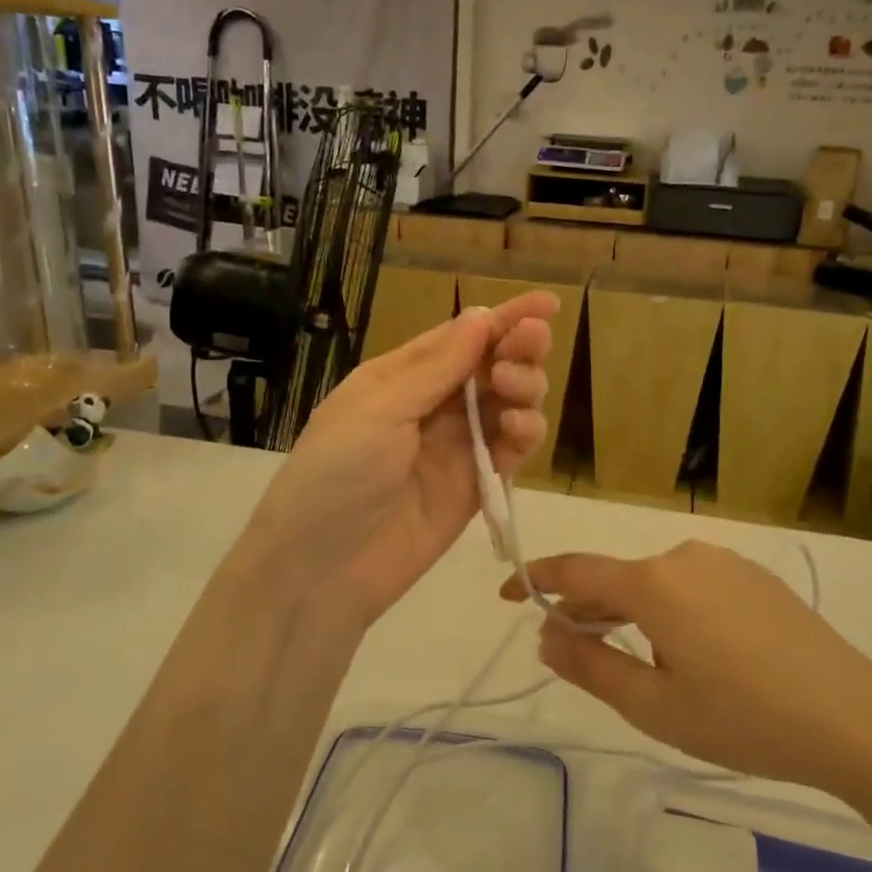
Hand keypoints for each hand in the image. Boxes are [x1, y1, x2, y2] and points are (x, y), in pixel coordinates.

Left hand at [234, 293, 558, 628]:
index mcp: (403, 376)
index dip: (506, 317)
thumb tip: (482, 316)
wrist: (321, 569)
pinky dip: (524, 433)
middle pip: (492, 365)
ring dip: (524, 388)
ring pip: (510, 403)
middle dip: (519, 349)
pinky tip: (519, 429)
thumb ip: (437, 367)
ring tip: (514, 391)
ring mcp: (458, 446)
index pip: (462, 336)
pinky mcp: (477, 485)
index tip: (549, 303)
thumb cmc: (337, 473)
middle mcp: (434, 405)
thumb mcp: (379, 409)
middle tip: (530, 346)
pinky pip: (512, 448)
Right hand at [504, 541, 871, 790]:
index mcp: (653, 582)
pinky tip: (685, 647)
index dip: (537, 578)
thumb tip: (544, 635)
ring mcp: (723, 562)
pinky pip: (691, 584)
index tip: (508, 591)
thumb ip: (590, 666)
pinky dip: (667, 607)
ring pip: (655, 581)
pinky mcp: (753, 576)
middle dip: (584, 606)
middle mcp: (684, 557)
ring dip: (628, 610)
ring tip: (623, 651)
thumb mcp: (655, 706)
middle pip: (617, 577)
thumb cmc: (743, 717)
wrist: (853, 717)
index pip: (576, 570)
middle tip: (562, 641)